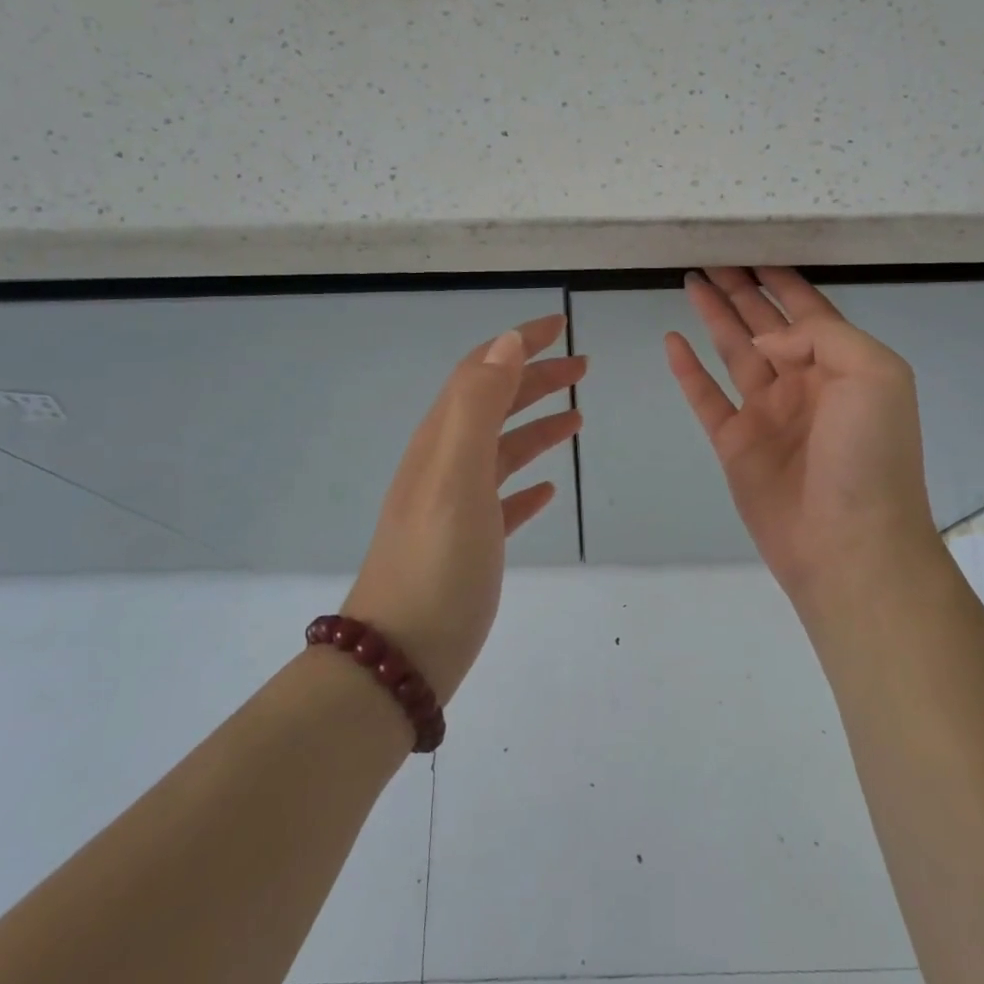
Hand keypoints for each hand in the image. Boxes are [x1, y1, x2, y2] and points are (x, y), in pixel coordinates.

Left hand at [344, 314, 583, 703]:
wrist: (400, 657)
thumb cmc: (436, 563)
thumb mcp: (457, 474)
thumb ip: (479, 404)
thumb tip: (505, 342)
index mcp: (441, 440)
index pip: (480, 370)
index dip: (518, 343)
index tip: (559, 326)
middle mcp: (444, 464)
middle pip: (493, 404)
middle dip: (535, 379)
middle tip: (582, 368)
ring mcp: (454, 506)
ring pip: (500, 449)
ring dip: (536, 425)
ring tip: (577, 418)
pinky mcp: (468, 543)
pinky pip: (501, 498)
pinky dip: (526, 483)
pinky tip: (548, 491)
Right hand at [665, 267, 939, 608]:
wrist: (849, 543)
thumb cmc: (870, 455)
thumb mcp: (874, 375)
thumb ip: (823, 336)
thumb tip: (768, 337)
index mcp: (842, 365)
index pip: (808, 309)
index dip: (782, 280)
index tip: (754, 251)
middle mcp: (803, 383)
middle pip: (766, 324)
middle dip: (741, 290)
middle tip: (711, 260)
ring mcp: (767, 414)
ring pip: (734, 352)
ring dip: (714, 317)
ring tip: (691, 283)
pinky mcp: (735, 443)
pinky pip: (706, 397)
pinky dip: (688, 370)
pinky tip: (672, 341)